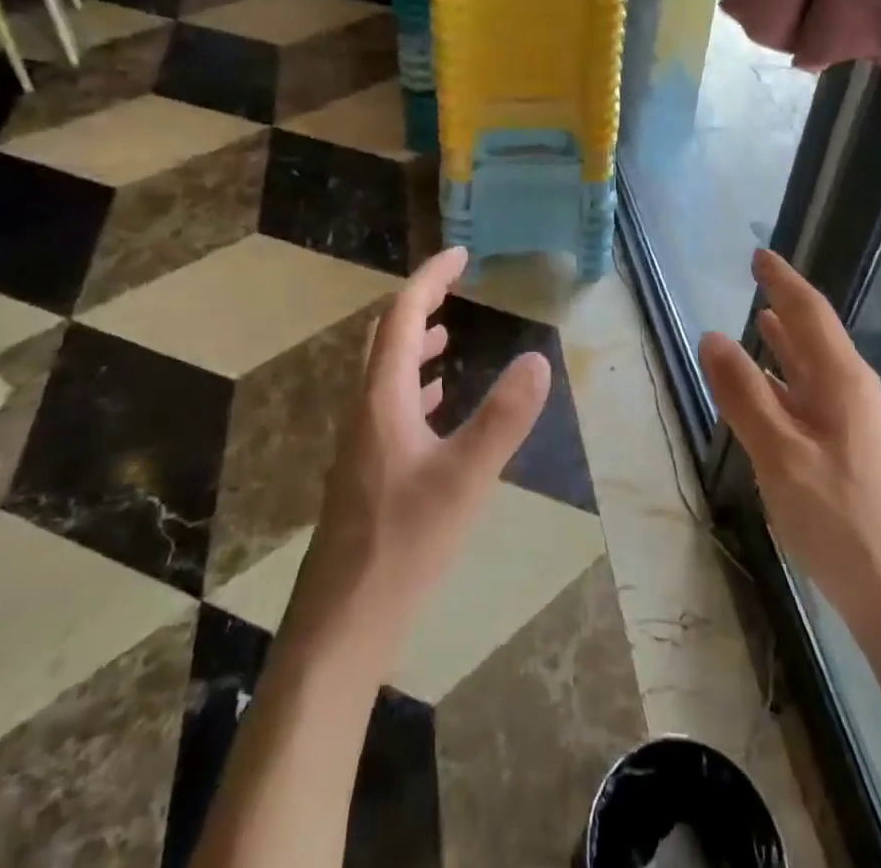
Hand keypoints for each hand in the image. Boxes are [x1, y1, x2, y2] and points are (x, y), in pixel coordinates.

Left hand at [288, 247, 551, 654]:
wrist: (342, 626)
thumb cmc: (403, 546)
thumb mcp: (465, 479)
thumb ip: (503, 418)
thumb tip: (538, 358)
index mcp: (382, 399)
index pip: (400, 316)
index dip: (430, 279)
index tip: (461, 254)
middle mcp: (365, 411)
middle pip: (384, 338)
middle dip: (419, 304)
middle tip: (455, 287)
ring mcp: (361, 444)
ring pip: (385, 375)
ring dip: (413, 345)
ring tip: (447, 336)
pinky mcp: (366, 473)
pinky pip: (389, 408)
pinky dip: (414, 388)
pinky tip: (435, 406)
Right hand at [700, 249, 880, 643]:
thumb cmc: (842, 523)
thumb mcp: (781, 456)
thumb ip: (745, 395)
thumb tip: (711, 335)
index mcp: (844, 382)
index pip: (809, 313)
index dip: (783, 280)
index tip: (758, 254)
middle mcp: (856, 395)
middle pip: (816, 337)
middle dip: (786, 306)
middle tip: (757, 280)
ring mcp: (860, 428)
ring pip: (816, 371)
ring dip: (787, 345)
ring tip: (760, 322)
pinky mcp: (856, 457)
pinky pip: (815, 400)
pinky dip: (789, 383)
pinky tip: (774, 393)